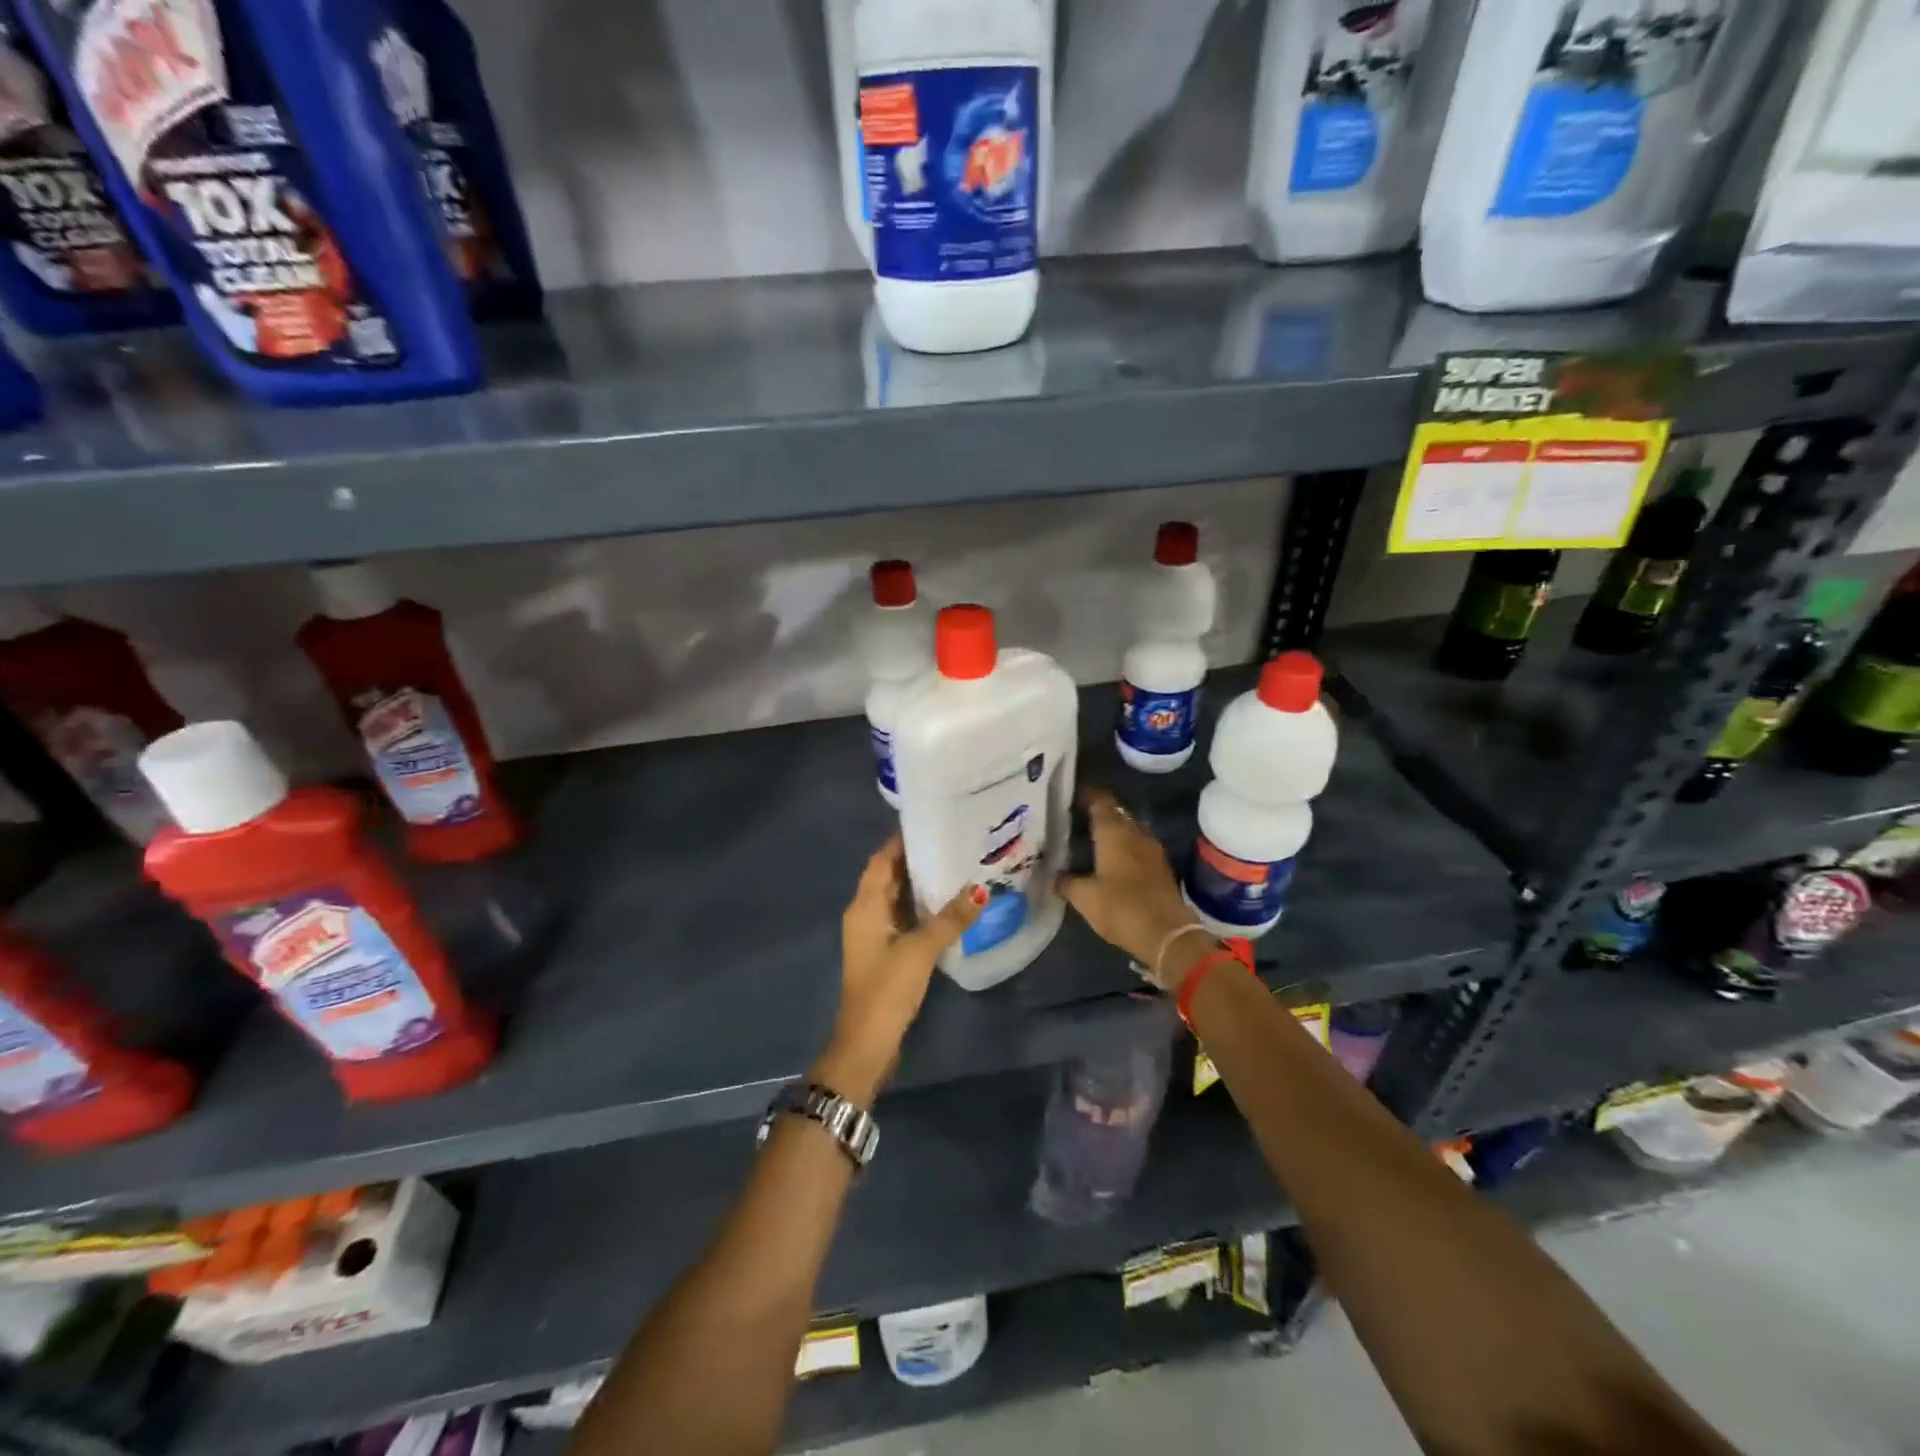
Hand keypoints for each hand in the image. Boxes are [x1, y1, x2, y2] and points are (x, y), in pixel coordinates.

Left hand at [814, 836, 984, 1103]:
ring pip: (898, 897)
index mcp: (865, 906)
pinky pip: (904, 917)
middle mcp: (866, 913)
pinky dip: (922, 906)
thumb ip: (950, 919)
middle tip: (952, 839)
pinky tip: (949, 904)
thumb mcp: (920, 950)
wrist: (866, 1043)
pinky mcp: (886, 952)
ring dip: (920, 883)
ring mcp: (875, 934)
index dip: (901, 839)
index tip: (931, 821)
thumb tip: (980, 889)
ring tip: (957, 864)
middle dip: (916, 858)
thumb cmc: (887, 989)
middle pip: (889, 875)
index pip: (881, 859)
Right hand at [1057, 788, 1207, 989]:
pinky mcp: (1162, 868)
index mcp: (1114, 833)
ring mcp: (1153, 850)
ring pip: (1131, 830)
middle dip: (1101, 812)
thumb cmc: (1121, 908)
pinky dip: (1127, 848)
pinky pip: (1140, 847)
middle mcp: (1135, 834)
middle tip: (1079, 818)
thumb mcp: (1084, 898)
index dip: (1088, 795)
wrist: (1167, 934)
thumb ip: (1067, 882)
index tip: (1073, 795)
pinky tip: (1115, 860)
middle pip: (1117, 813)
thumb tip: (1055, 876)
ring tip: (1096, 839)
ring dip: (1116, 831)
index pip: (1101, 801)